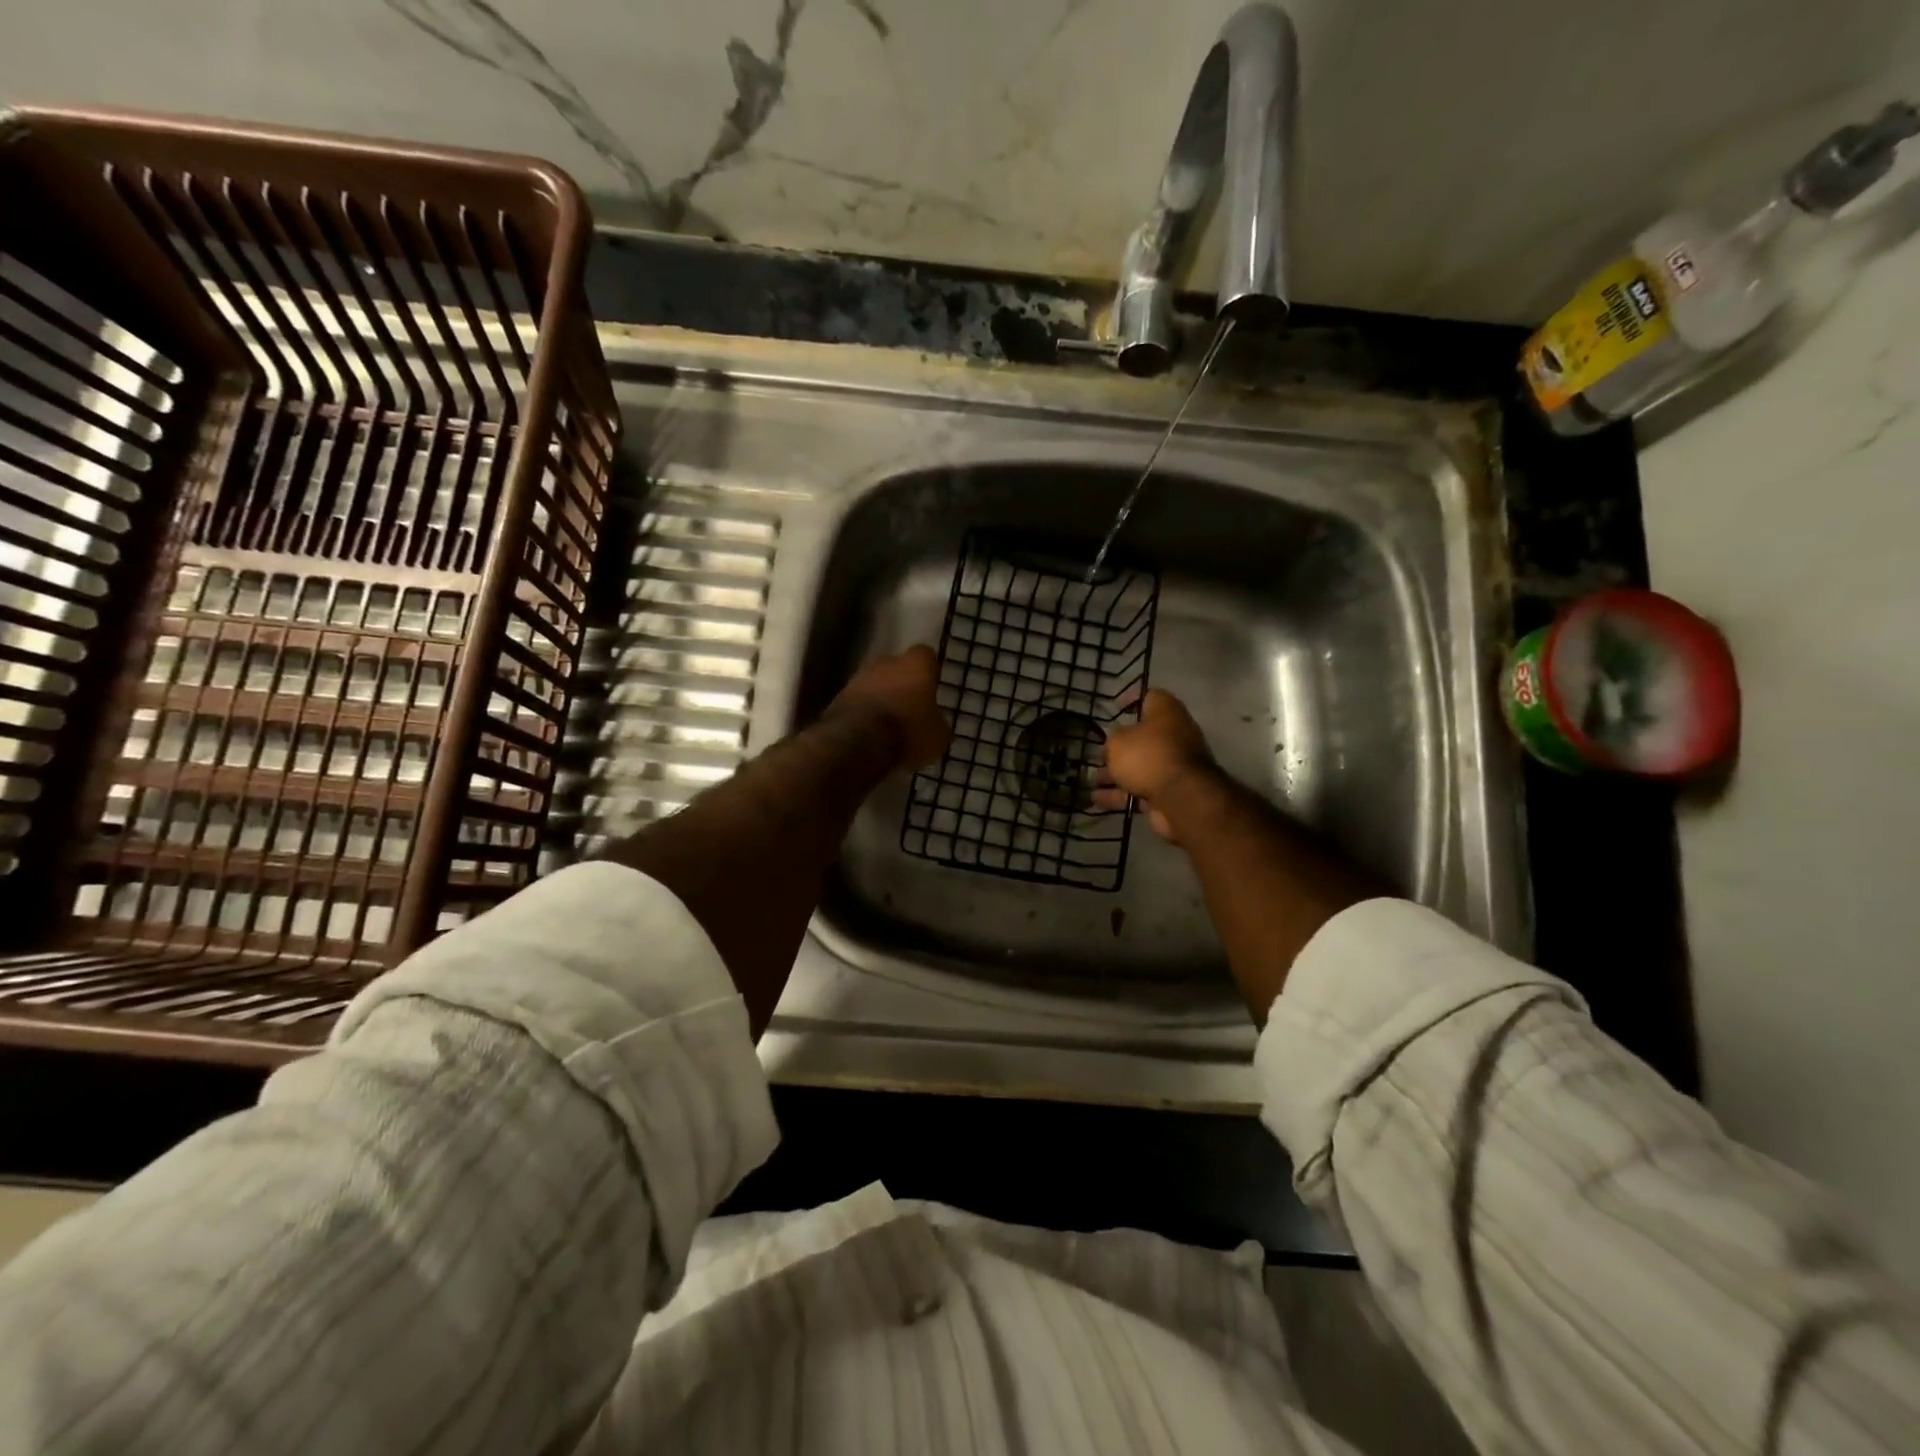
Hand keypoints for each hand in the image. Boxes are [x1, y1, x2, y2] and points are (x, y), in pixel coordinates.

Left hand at [828, 645, 950, 769]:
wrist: (857, 744)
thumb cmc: (908, 732)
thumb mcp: (938, 736)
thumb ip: (937, 723)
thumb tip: (934, 723)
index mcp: (915, 664)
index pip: (926, 656)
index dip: (928, 671)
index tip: (931, 687)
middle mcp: (884, 662)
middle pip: (895, 667)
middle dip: (901, 684)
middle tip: (909, 707)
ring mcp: (857, 678)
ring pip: (873, 684)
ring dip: (879, 699)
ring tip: (887, 725)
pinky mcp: (836, 698)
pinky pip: (856, 703)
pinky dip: (862, 713)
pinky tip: (868, 734)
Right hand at [1097, 689, 1217, 841]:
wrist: (1181, 798)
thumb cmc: (1148, 756)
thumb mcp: (1119, 741)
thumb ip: (1114, 738)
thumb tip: (1117, 741)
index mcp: (1167, 713)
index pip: (1151, 696)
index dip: (1132, 699)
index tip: (1115, 707)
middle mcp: (1174, 735)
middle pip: (1144, 736)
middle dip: (1120, 745)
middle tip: (1098, 751)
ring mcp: (1174, 765)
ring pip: (1140, 765)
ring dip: (1116, 772)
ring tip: (1092, 778)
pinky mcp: (1170, 790)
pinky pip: (1141, 788)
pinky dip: (1121, 793)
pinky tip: (1098, 799)